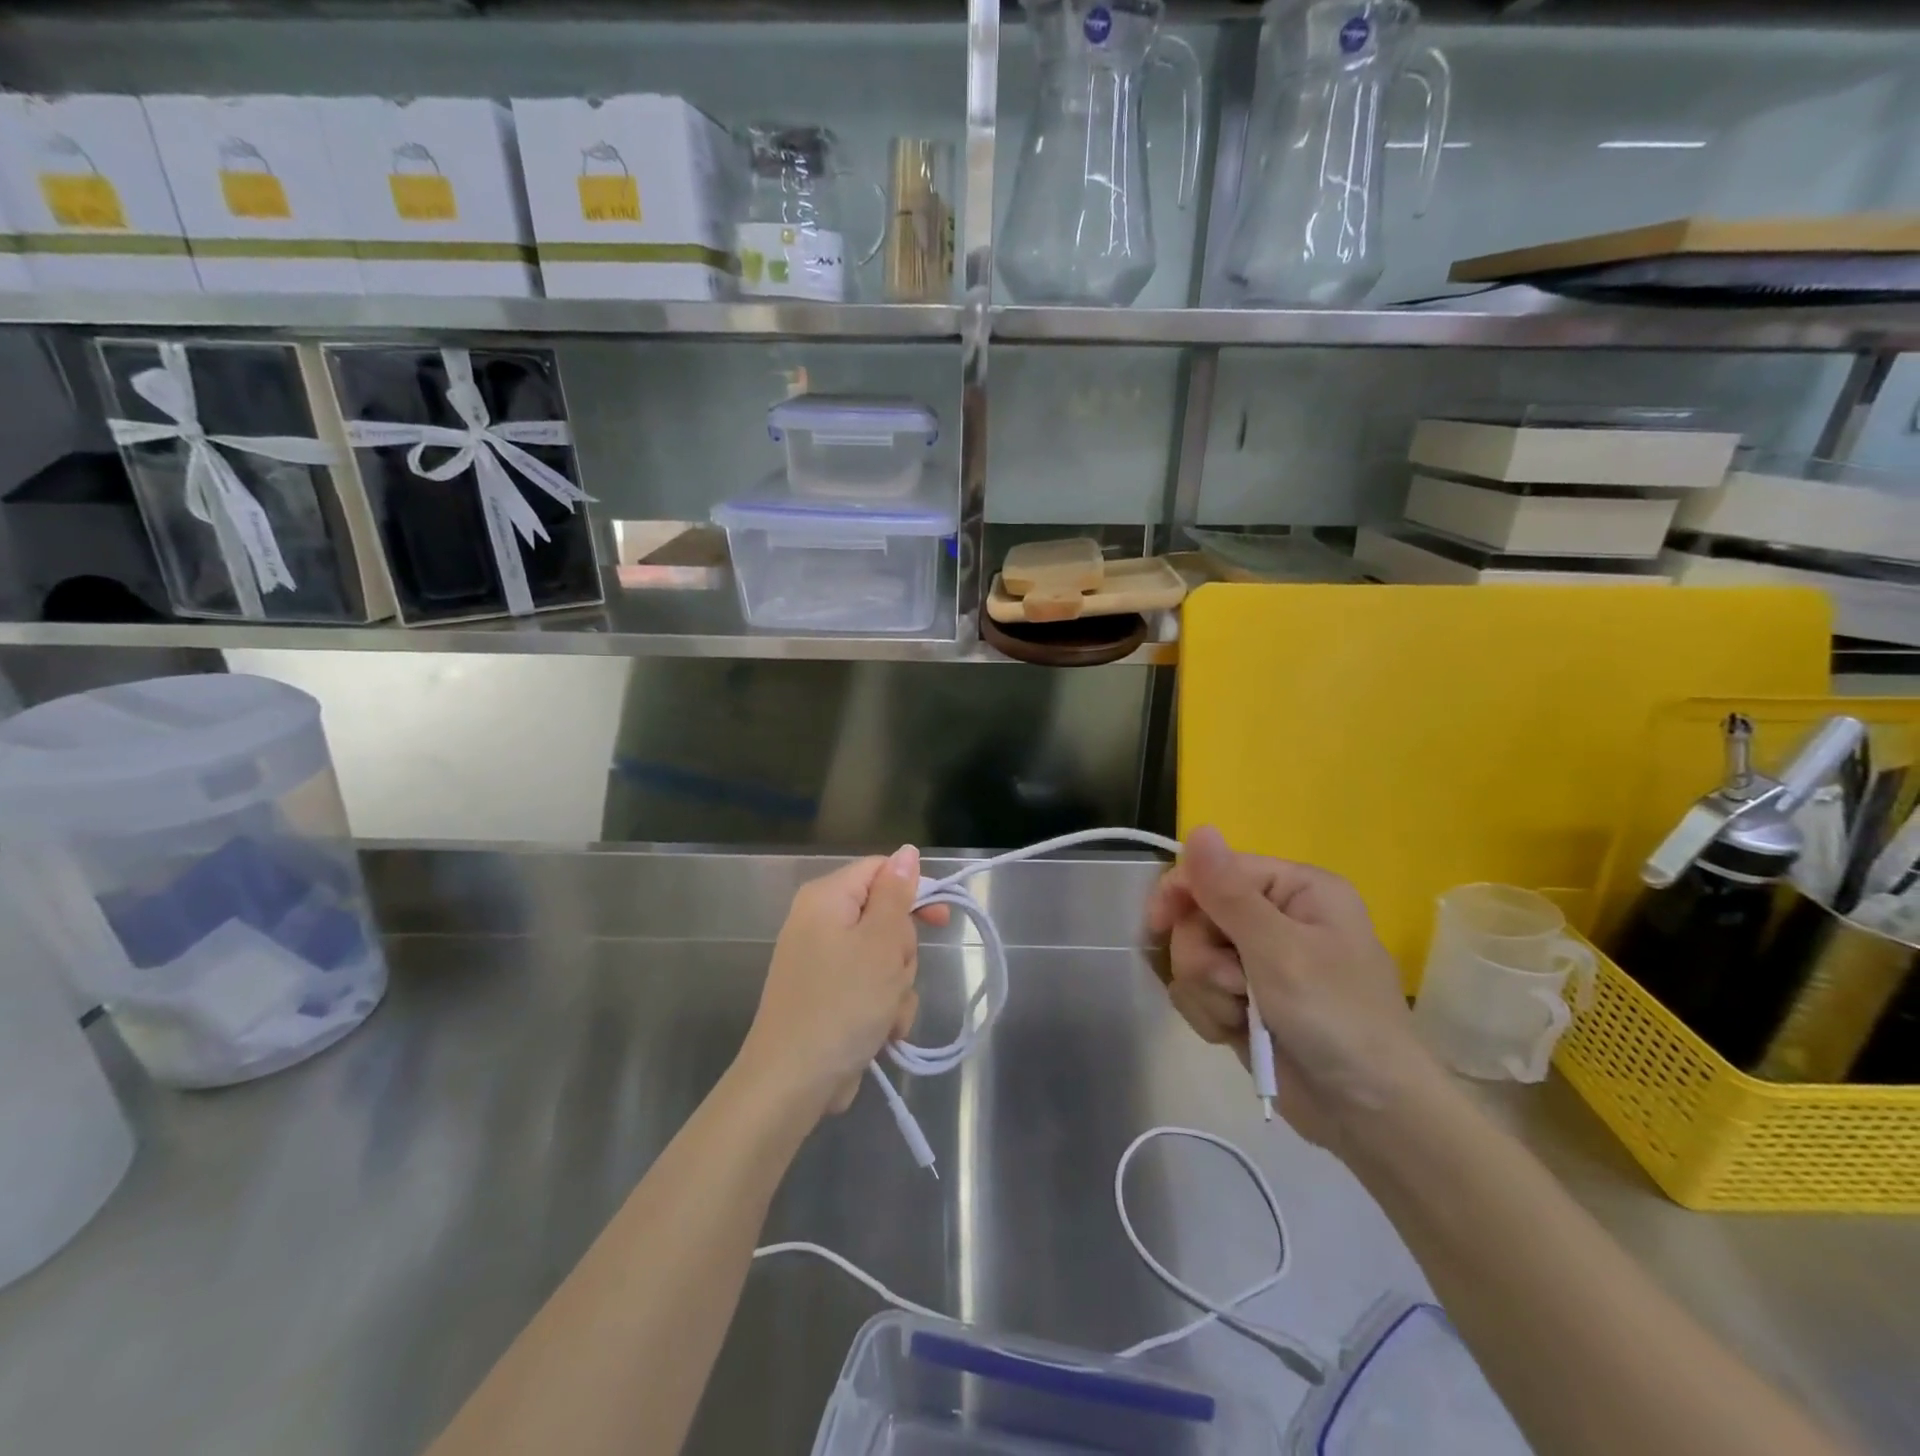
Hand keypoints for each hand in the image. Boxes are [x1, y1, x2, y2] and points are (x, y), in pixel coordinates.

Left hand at [739, 846, 948, 1119]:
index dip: (915, 890)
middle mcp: (820, 923)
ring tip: (885, 1014)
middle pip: (886, 917)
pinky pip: (870, 988)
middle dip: (902, 951)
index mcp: (827, 898)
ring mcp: (823, 963)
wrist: (792, 1082)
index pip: (881, 871)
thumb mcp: (880, 942)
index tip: (941, 920)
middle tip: (894, 975)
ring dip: (896, 987)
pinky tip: (879, 1034)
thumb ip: (897, 894)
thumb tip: (907, 852)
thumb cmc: (842, 1003)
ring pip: (884, 958)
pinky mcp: (828, 997)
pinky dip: (881, 1008)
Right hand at [1146, 825, 1438, 1154]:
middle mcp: (1275, 917)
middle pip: (1196, 916)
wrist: (1370, 1116)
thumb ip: (1229, 893)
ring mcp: (1258, 960)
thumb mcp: (1280, 951)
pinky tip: (1235, 1034)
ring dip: (1208, 991)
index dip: (1181, 893)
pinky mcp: (1244, 999)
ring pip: (1190, 956)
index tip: (1157, 925)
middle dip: (1205, 958)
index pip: (1215, 869)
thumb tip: (1199, 829)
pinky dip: (1210, 1014)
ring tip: (1243, 1017)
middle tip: (1237, 988)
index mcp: (1295, 889)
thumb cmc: (1337, 1019)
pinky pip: (1197, 990)